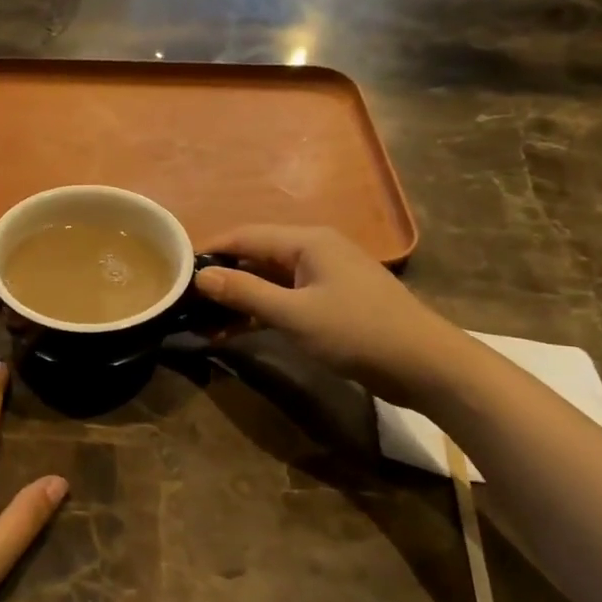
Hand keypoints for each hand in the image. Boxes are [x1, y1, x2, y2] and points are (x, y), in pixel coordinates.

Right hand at [193, 225, 458, 405]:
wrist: (426, 366)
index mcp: (306, 242)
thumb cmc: (359, 332)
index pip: (244, 236)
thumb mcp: (295, 314)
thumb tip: (200, 275)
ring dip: (237, 299)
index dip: (209, 250)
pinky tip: (232, 332)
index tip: (175, 269)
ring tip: (200, 321)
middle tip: (184, 300)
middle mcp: (313, 251)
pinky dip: (259, 313)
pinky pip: (283, 300)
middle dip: (220, 277)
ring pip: (267, 281)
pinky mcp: (329, 303)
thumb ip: (245, 293)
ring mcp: (322, 278)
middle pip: (254, 256)